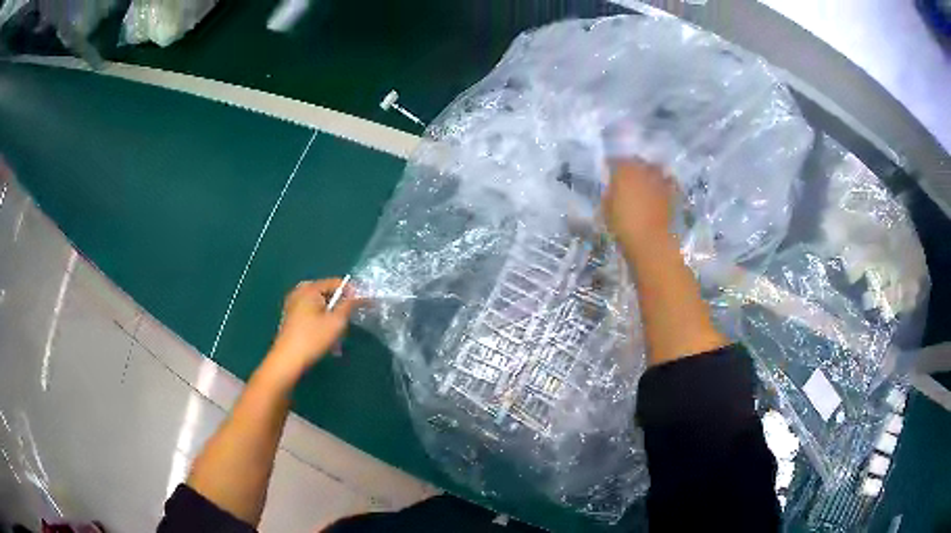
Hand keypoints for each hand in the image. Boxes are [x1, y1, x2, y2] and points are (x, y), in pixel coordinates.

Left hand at [264, 278, 357, 380]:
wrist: (287, 360)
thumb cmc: (312, 339)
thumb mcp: (336, 322)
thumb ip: (349, 305)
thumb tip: (360, 295)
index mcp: (310, 289)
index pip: (336, 282)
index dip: (352, 292)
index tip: (364, 305)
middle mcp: (299, 291)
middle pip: (327, 293)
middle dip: (340, 305)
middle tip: (348, 321)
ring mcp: (293, 303)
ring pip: (319, 304)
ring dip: (331, 315)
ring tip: (337, 333)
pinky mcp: (291, 316)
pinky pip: (311, 311)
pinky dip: (321, 319)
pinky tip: (325, 335)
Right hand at [603, 158, 675, 256]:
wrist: (652, 241)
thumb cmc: (624, 225)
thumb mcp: (607, 209)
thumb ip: (609, 194)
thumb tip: (612, 188)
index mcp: (625, 171)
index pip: (616, 160)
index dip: (611, 164)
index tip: (608, 169)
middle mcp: (644, 170)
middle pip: (637, 161)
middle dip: (632, 166)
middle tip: (627, 176)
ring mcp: (660, 180)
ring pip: (654, 169)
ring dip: (649, 172)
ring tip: (645, 181)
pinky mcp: (673, 192)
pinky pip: (667, 182)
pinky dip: (663, 184)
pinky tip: (660, 191)